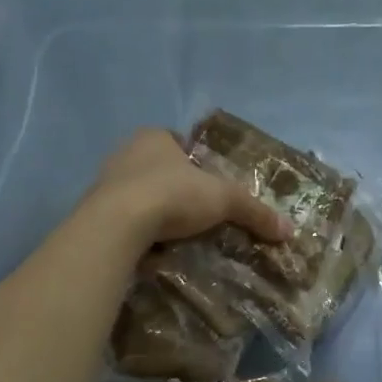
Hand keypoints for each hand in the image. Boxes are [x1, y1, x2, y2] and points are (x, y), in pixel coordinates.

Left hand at [93, 128, 292, 246]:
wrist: (117, 224)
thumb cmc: (172, 195)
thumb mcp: (223, 200)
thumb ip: (254, 211)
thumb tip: (288, 230)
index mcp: (154, 137)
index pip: (177, 142)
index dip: (194, 161)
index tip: (207, 184)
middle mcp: (126, 152)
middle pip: (157, 167)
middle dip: (174, 186)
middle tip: (194, 211)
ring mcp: (104, 181)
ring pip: (136, 192)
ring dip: (153, 208)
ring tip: (174, 232)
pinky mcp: (93, 211)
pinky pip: (121, 217)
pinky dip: (136, 228)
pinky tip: (149, 244)